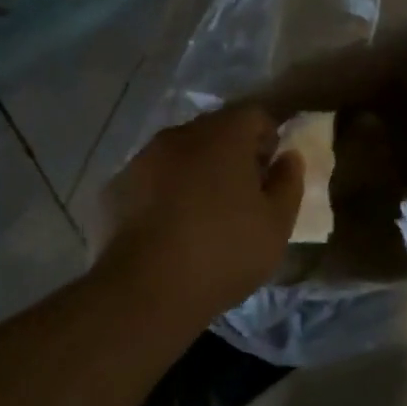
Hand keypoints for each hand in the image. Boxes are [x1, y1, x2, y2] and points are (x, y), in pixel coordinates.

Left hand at [94, 106, 303, 320]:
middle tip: (242, 192)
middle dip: (232, 151)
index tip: (270, 171)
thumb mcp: (276, 224)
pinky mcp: (117, 185)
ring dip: (197, 169)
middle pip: (215, 129)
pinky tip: (170, 225)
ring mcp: (144, 158)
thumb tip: (289, 157)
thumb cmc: (224, 252)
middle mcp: (180, 134)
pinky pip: (153, 176)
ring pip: (181, 151)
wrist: (146, 290)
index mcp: (223, 135)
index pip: (254, 115)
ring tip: (204, 210)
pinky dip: (166, 189)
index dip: (268, 138)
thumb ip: (288, 182)